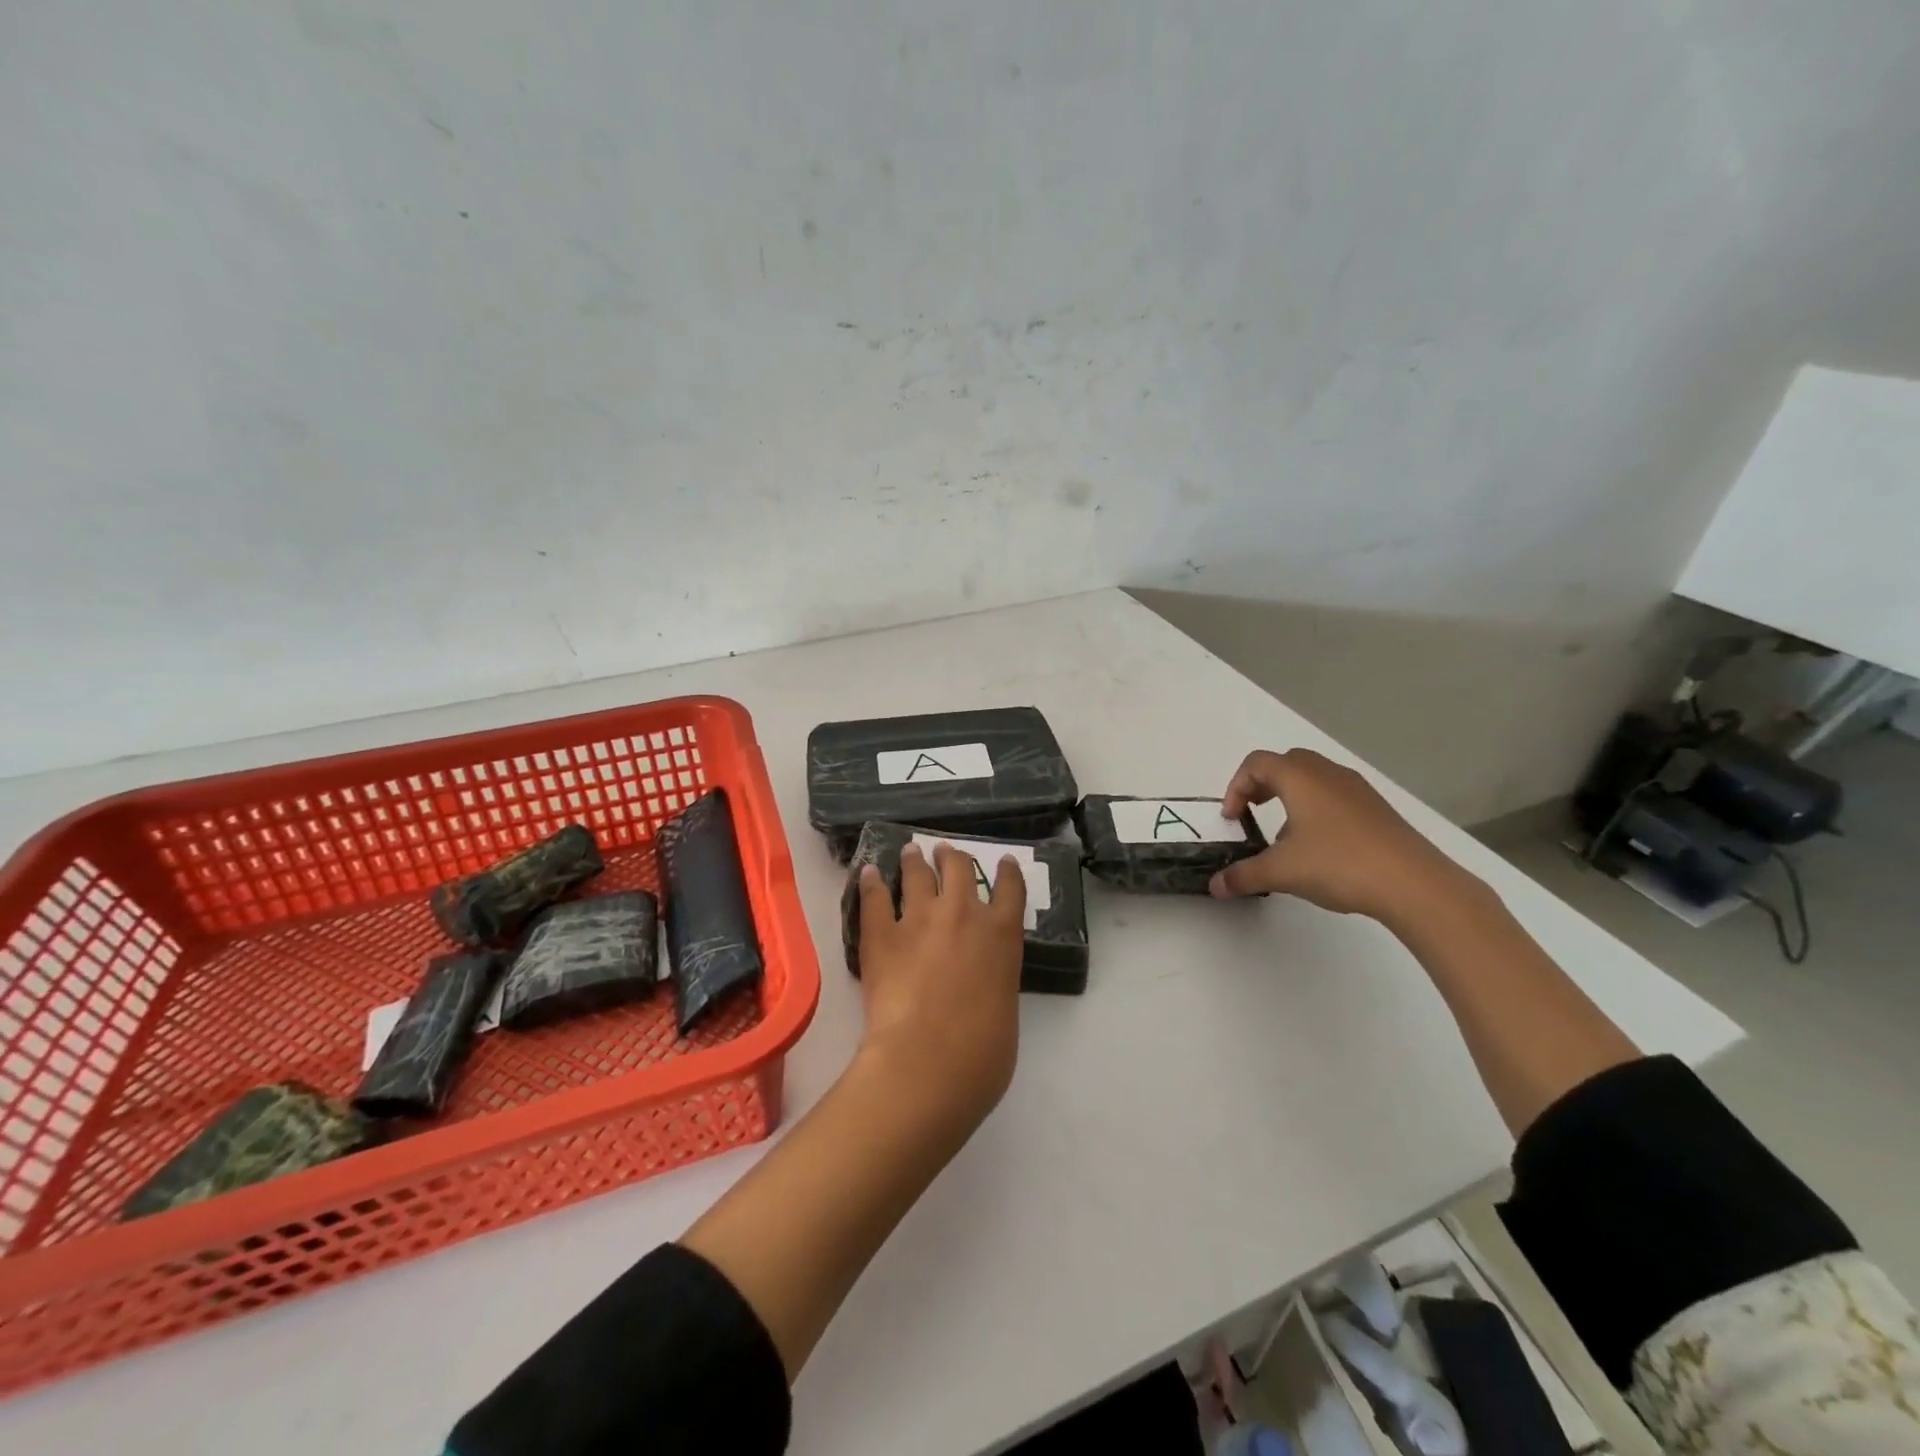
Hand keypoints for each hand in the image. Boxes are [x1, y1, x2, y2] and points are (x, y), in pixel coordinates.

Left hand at [855, 842, 1026, 1135]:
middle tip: (944, 852)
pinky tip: (868, 872)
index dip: (1007, 871)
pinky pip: (874, 898)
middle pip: (959, 868)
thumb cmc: (981, 1054)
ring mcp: (919, 918)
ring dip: (914, 860)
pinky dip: (871, 882)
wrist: (928, 1060)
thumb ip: (995, 983)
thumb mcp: (1005, 1010)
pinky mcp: (881, 933)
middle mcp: (963, 913)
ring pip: (917, 874)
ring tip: (910, 852)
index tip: (1003, 861)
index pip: (1010, 888)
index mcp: (1002, 934)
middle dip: (952, 857)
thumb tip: (982, 986)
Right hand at [1209, 748, 1475, 923]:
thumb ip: (1243, 875)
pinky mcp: (1378, 809)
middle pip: (1286, 763)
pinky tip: (1320, 848)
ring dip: (1291, 796)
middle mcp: (1328, 774)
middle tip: (1252, 813)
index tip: (1232, 819)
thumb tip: (1215, 885)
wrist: (1414, 883)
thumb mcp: (1281, 872)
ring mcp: (1358, 790)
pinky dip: (1317, 809)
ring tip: (1285, 836)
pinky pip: (1336, 795)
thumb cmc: (1338, 864)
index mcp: (1300, 778)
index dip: (1235, 787)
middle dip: (1262, 784)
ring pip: (1314, 778)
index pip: (1256, 764)